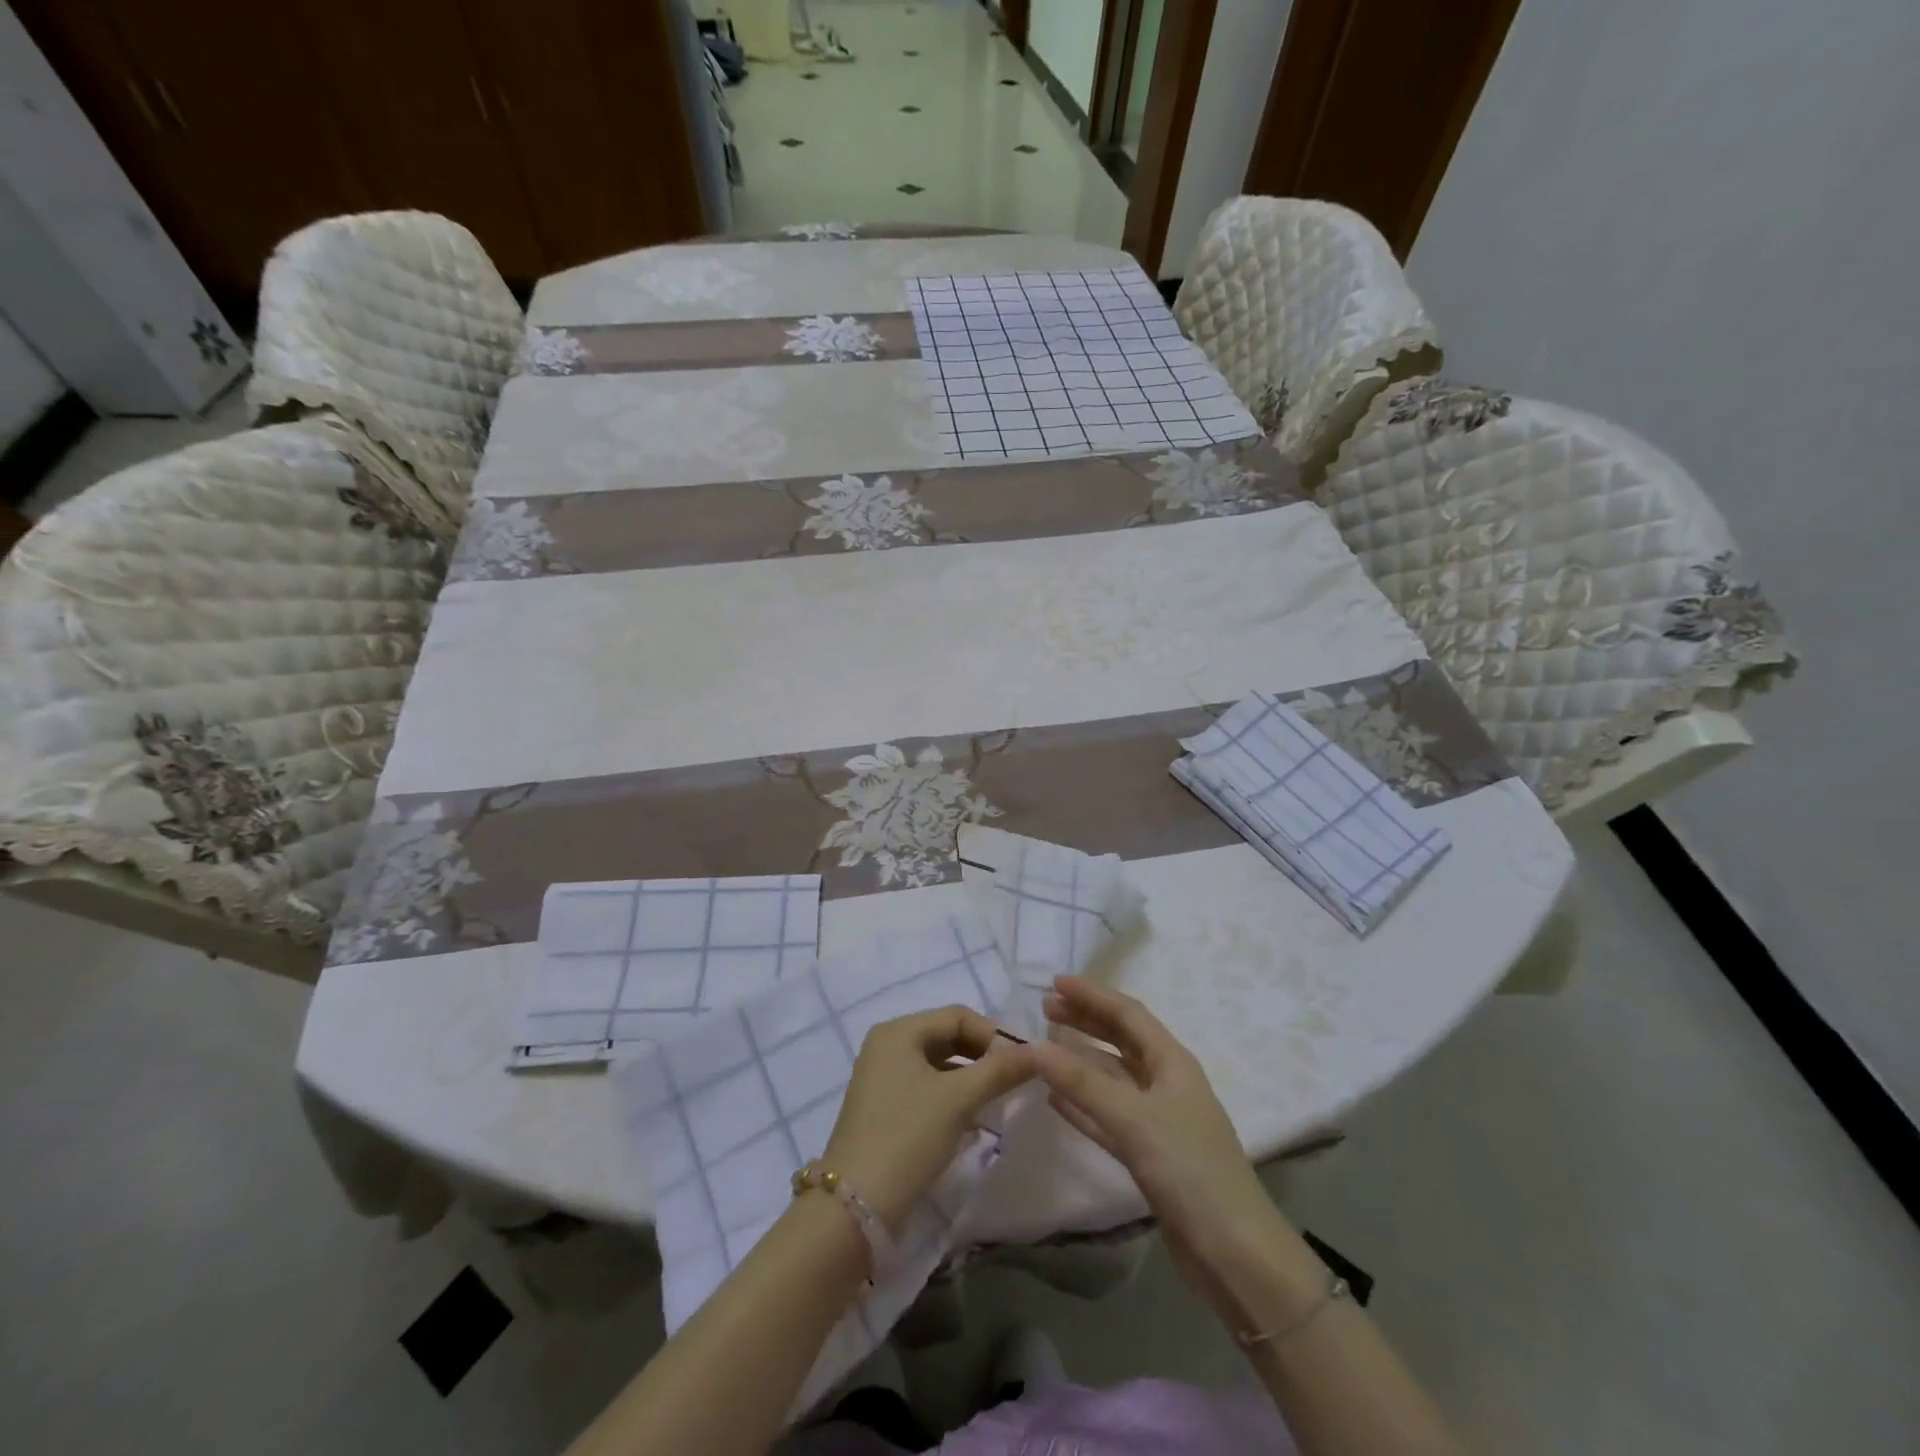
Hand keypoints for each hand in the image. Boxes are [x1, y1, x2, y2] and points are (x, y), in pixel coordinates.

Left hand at [821, 1006, 1034, 1232]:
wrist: (855, 1207)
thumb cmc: (908, 1136)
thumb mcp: (959, 1099)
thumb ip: (1000, 1070)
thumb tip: (1040, 1051)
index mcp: (898, 1031)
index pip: (957, 1016)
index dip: (993, 1034)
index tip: (1024, 1061)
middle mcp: (887, 1047)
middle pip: (947, 1037)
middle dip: (983, 1056)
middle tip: (1016, 1079)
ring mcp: (882, 1079)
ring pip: (938, 1065)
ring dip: (971, 1078)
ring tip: (1000, 1100)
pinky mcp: (884, 1109)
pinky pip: (927, 1089)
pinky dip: (953, 1097)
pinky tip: (976, 1120)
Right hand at [1031, 976, 1289, 1319]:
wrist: (1235, 1255)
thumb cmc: (1189, 1171)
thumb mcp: (1133, 1120)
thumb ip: (1082, 1084)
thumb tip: (1033, 1046)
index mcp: (1173, 1063)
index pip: (1128, 1014)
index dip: (1093, 995)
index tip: (1054, 981)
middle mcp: (1167, 1083)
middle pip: (1121, 1040)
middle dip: (1086, 1021)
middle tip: (1046, 1008)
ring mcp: (1159, 1120)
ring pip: (1113, 1078)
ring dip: (1081, 1060)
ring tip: (1046, 1046)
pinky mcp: (1150, 1155)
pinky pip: (1109, 1116)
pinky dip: (1083, 1104)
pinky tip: (1055, 1100)